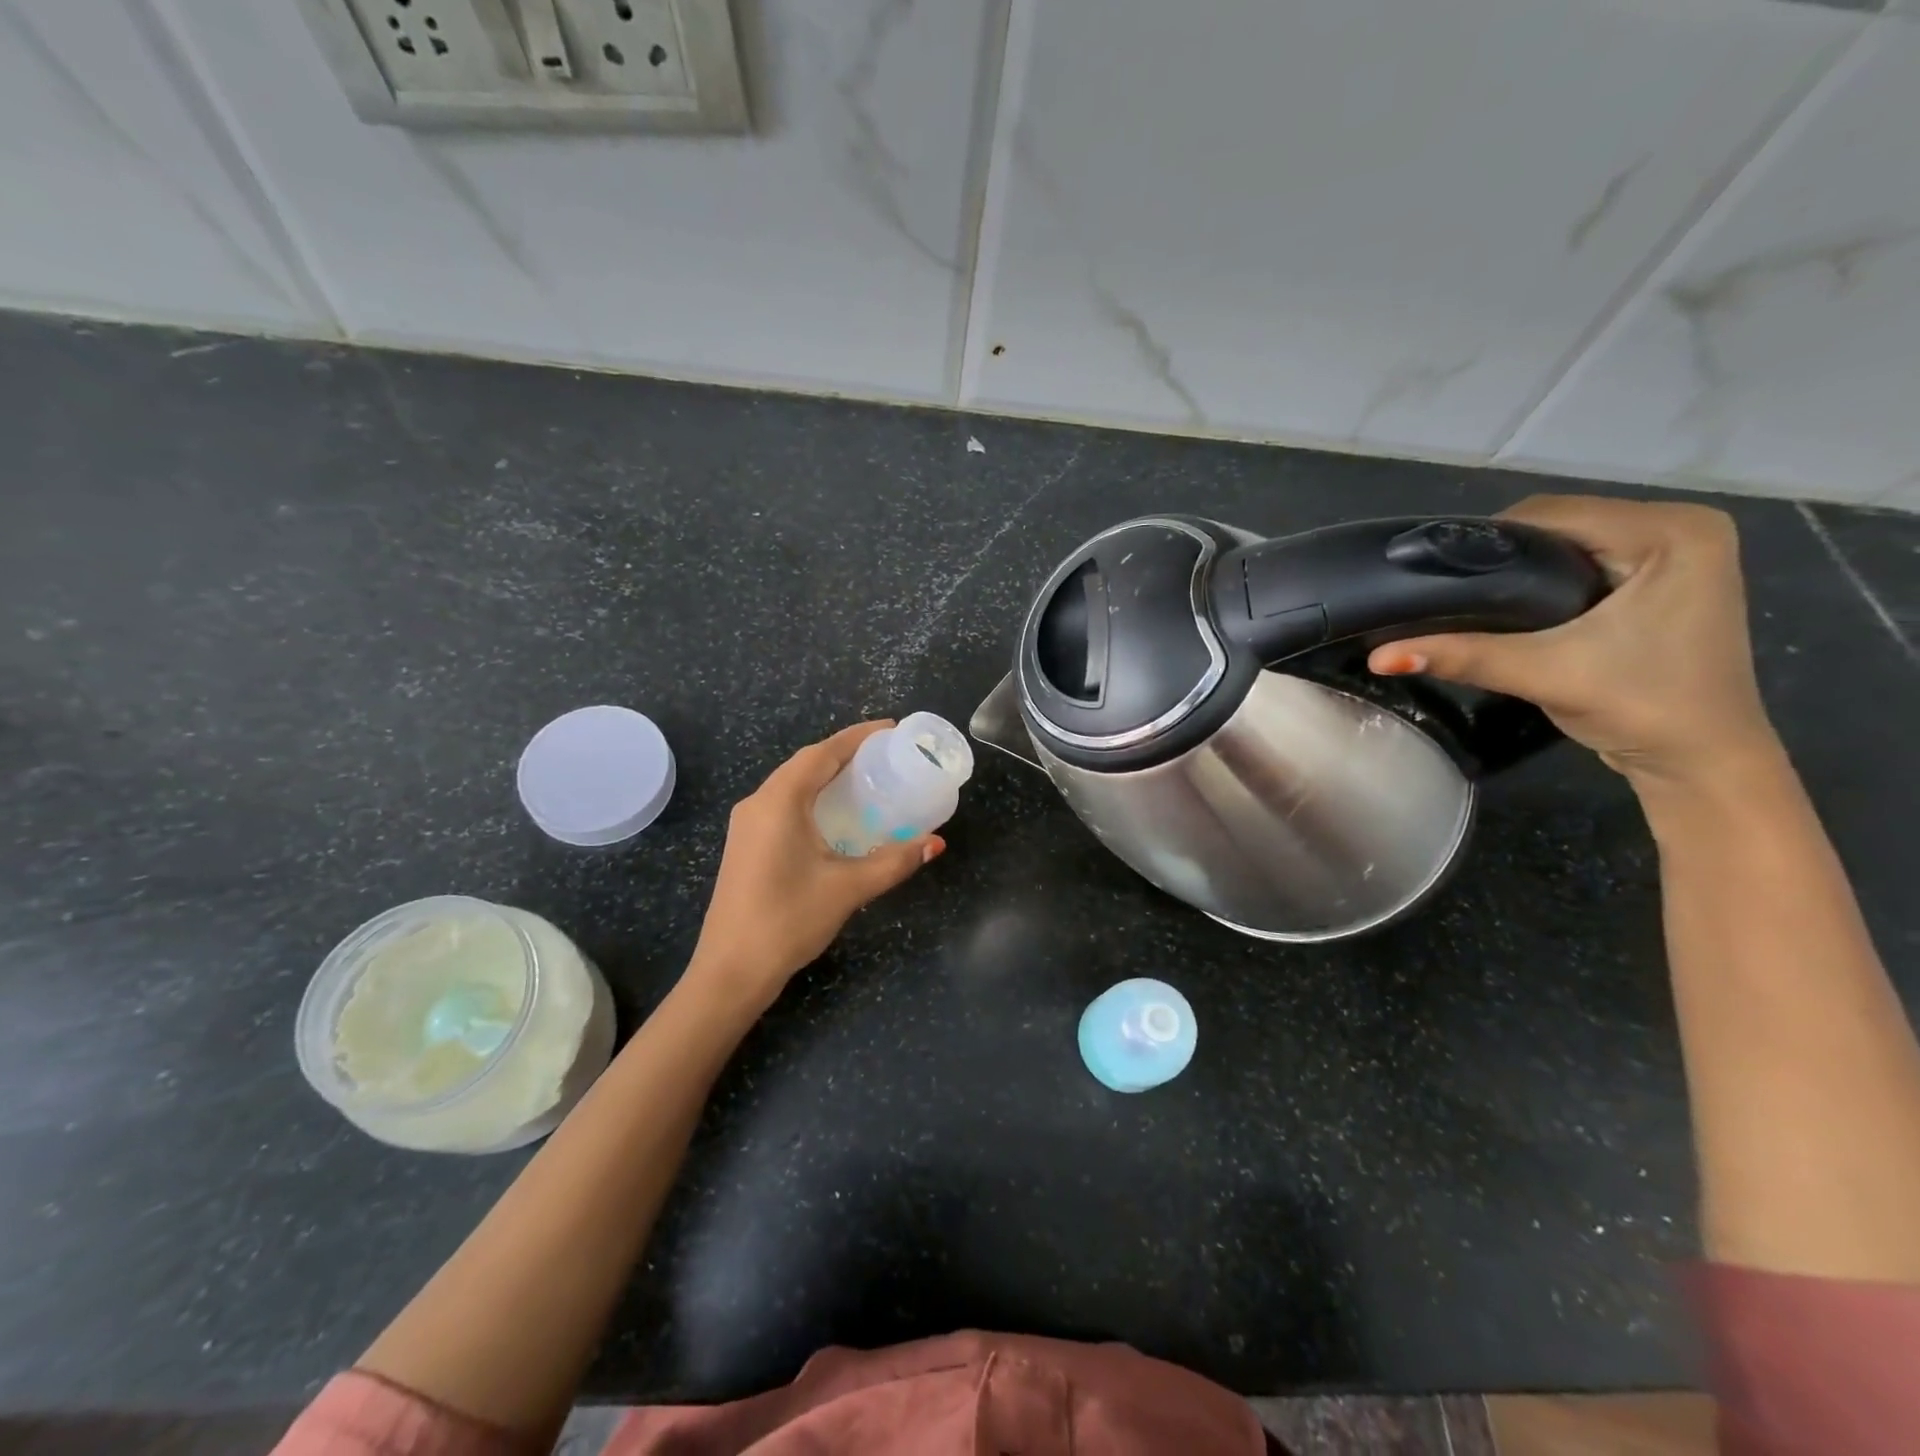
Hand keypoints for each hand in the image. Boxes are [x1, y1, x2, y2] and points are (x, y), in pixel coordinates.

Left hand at [687, 721, 944, 1008]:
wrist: (731, 970)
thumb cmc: (789, 920)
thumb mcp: (849, 887)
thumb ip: (895, 861)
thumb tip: (935, 843)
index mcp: (779, 801)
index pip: (822, 753)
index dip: (857, 736)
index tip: (890, 728)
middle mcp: (758, 803)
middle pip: (805, 763)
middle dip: (845, 753)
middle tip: (886, 754)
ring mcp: (747, 824)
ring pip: (792, 784)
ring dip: (827, 775)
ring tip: (867, 777)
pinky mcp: (746, 844)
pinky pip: (783, 804)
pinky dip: (813, 797)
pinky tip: (836, 814)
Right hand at [1368, 496, 1782, 790]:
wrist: (1701, 761)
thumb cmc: (1642, 707)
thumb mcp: (1545, 673)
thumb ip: (1463, 656)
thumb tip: (1378, 656)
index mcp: (1671, 532)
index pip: (1552, 513)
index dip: (1484, 540)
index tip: (1431, 573)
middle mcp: (1680, 526)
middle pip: (1559, 521)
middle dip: (1498, 554)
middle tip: (1443, 590)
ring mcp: (1675, 552)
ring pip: (1568, 539)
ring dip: (1517, 566)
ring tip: (1467, 598)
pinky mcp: (1662, 577)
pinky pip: (1584, 558)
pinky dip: (1542, 576)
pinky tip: (1509, 605)